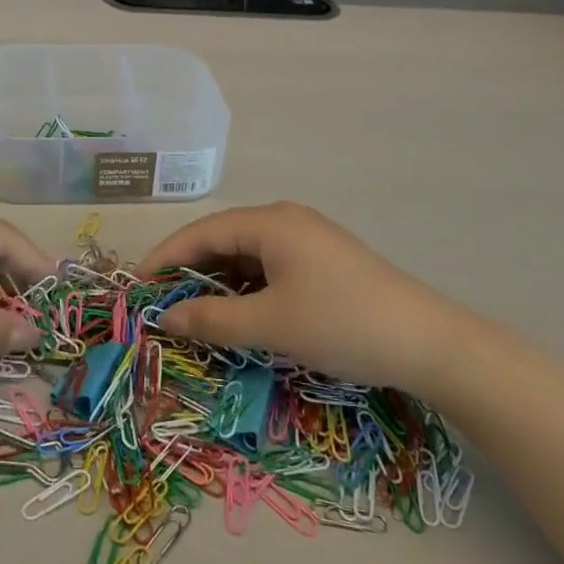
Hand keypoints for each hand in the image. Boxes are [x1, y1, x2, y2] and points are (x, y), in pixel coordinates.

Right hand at [138, 202, 469, 397]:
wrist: (429, 343)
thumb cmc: (342, 324)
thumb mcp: (271, 325)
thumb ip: (212, 319)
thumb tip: (164, 317)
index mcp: (269, 222)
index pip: (201, 233)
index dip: (164, 258)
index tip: (134, 285)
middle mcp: (284, 220)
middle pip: (221, 239)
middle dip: (187, 271)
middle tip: (158, 301)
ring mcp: (306, 240)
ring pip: (245, 256)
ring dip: (216, 282)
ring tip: (190, 311)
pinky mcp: (322, 262)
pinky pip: (268, 267)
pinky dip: (245, 288)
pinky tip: (236, 312)